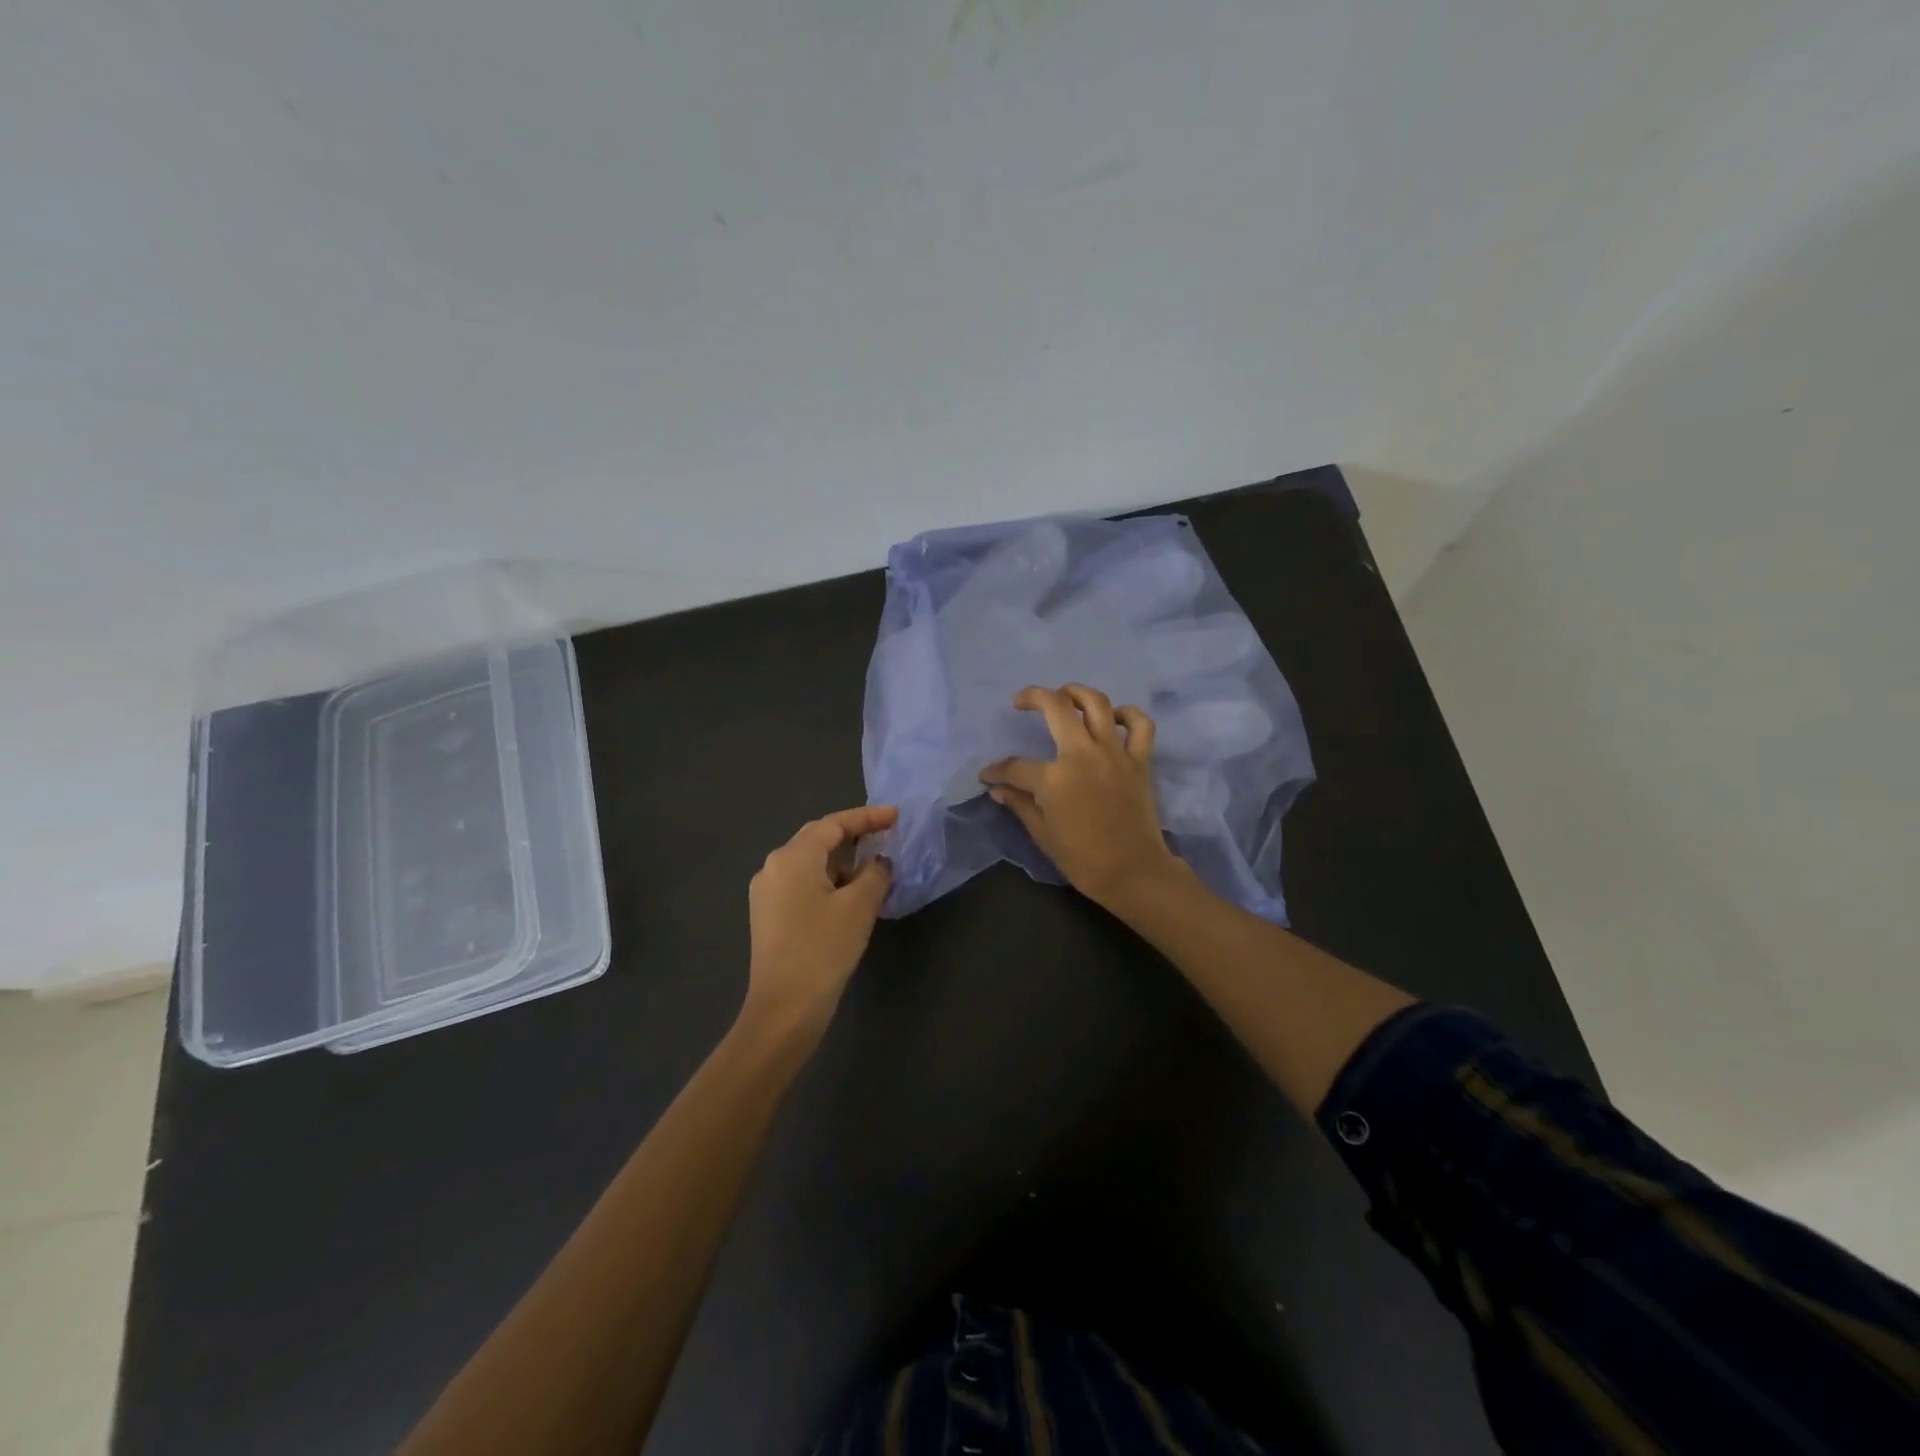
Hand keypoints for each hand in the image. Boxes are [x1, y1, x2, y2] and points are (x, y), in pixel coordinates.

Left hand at [743, 805, 896, 1044]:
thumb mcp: (859, 906)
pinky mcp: (768, 916)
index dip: (867, 817)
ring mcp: (766, 893)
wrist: (785, 1009)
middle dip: (853, 836)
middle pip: (818, 839)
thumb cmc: (824, 949)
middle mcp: (773, 867)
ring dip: (842, 863)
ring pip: (810, 864)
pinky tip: (849, 898)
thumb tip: (879, 862)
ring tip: (873, 872)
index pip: (833, 824)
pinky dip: (828, 883)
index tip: (896, 816)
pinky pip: (802, 885)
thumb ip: (875, 874)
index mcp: (792, 857)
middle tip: (886, 836)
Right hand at [979, 684, 1182, 910]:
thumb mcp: (1042, 834)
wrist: (1132, 872)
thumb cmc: (1082, 858)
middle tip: (1021, 702)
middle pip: (1056, 707)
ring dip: (1077, 692)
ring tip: (1064, 696)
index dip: (997, 770)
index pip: (1015, 765)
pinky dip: (1128, 715)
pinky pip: (1140, 725)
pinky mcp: (1139, 760)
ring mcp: (1114, 753)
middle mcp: (1082, 754)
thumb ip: (1020, 804)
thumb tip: (998, 789)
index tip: (988, 775)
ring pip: (1097, 703)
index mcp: (1053, 777)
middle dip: (1033, 697)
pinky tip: (1114, 718)